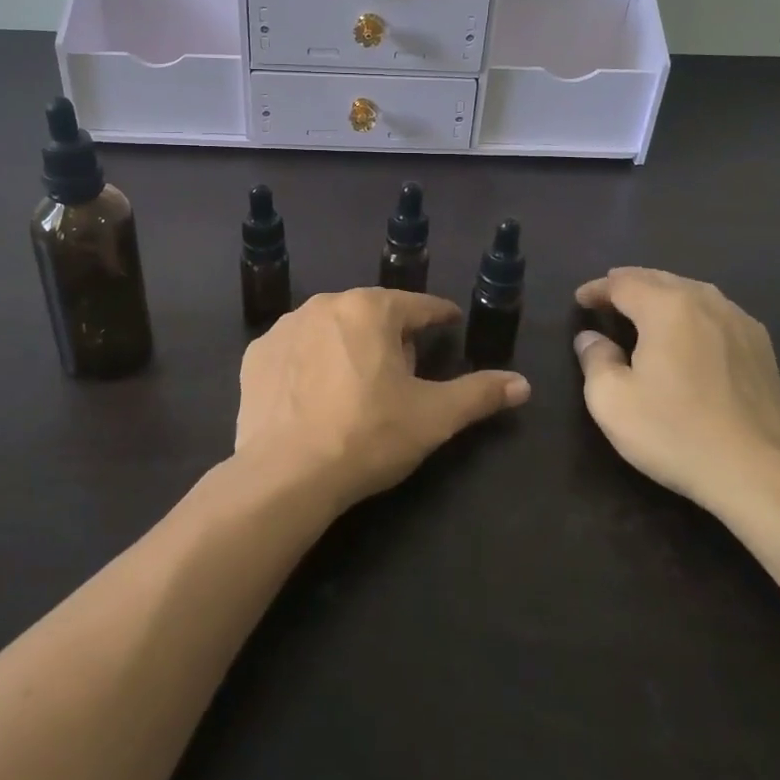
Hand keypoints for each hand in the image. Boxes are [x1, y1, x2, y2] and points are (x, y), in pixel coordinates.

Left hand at [235, 288, 529, 511]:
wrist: (285, 475)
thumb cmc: (368, 435)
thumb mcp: (433, 416)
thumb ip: (480, 394)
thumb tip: (524, 384)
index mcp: (370, 308)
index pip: (417, 305)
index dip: (438, 315)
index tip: (450, 322)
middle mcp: (325, 305)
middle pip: (372, 315)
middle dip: (392, 336)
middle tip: (405, 371)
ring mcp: (284, 328)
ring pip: (331, 329)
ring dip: (348, 346)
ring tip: (357, 385)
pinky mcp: (256, 355)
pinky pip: (295, 350)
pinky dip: (309, 364)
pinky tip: (314, 394)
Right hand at [573, 268, 779, 516]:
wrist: (761, 474)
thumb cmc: (676, 432)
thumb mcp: (612, 401)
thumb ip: (595, 359)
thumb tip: (592, 338)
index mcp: (667, 307)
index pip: (623, 283)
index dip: (597, 288)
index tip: (580, 301)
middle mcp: (706, 303)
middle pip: (660, 279)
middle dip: (630, 284)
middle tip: (607, 297)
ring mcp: (741, 324)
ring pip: (693, 292)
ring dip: (663, 295)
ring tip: (644, 309)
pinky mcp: (763, 350)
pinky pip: (717, 314)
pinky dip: (692, 313)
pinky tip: (690, 333)